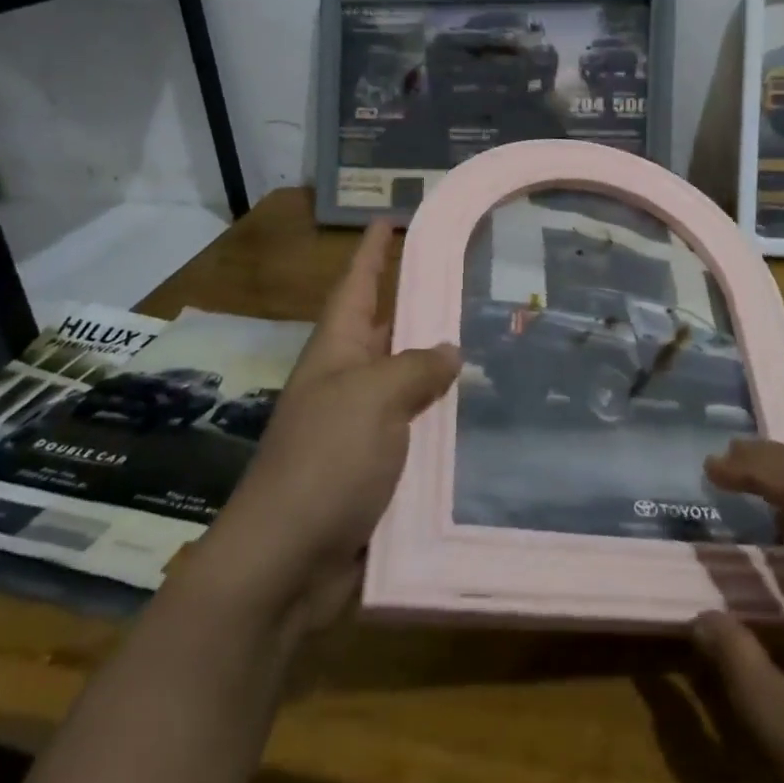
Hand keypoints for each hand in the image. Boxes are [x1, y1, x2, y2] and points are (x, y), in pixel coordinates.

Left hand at [189, 221, 458, 635]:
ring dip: (443, 371)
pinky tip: (485, 419)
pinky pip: (419, 435)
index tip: (391, 219)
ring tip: (496, 348)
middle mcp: (347, 384)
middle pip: (387, 332)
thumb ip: (414, 368)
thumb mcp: (372, 399)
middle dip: (421, 308)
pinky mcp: (378, 473)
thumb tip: (447, 350)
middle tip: (472, 284)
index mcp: (336, 353)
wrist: (287, 563)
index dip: (373, 252)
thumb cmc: (325, 462)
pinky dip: (446, 425)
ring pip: (410, 386)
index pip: (357, 285)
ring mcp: (361, 430)